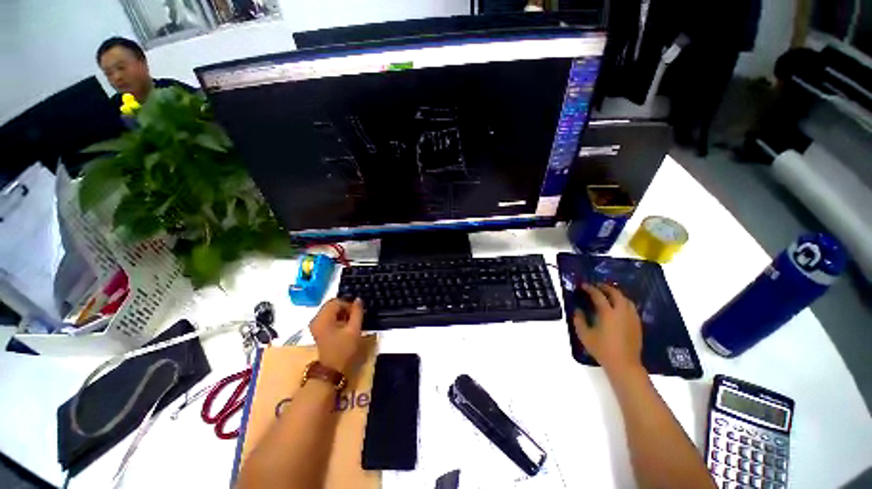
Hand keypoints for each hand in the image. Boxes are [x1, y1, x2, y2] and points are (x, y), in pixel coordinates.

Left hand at [309, 298, 364, 373]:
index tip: (357, 312)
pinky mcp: (318, 330)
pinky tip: (345, 326)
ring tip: (351, 322)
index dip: (348, 304)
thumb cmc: (344, 349)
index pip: (336, 302)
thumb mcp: (354, 329)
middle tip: (355, 316)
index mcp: (323, 318)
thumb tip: (358, 300)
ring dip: (342, 313)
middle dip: (345, 308)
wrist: (331, 370)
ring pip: (330, 311)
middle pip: (332, 305)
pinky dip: (337, 318)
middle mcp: (316, 319)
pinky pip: (328, 317)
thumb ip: (357, 312)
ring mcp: (316, 325)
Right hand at [573, 283, 642, 376]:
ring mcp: (631, 318)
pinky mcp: (637, 324)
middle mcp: (621, 312)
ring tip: (608, 294)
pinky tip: (618, 307)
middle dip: (605, 287)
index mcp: (608, 313)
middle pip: (615, 293)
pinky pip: (631, 307)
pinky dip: (623, 302)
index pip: (598, 295)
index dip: (590, 289)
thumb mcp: (584, 335)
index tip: (583, 285)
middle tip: (596, 286)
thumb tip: (578, 310)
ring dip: (616, 293)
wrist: (624, 364)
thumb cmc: (602, 349)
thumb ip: (579, 320)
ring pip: (626, 299)